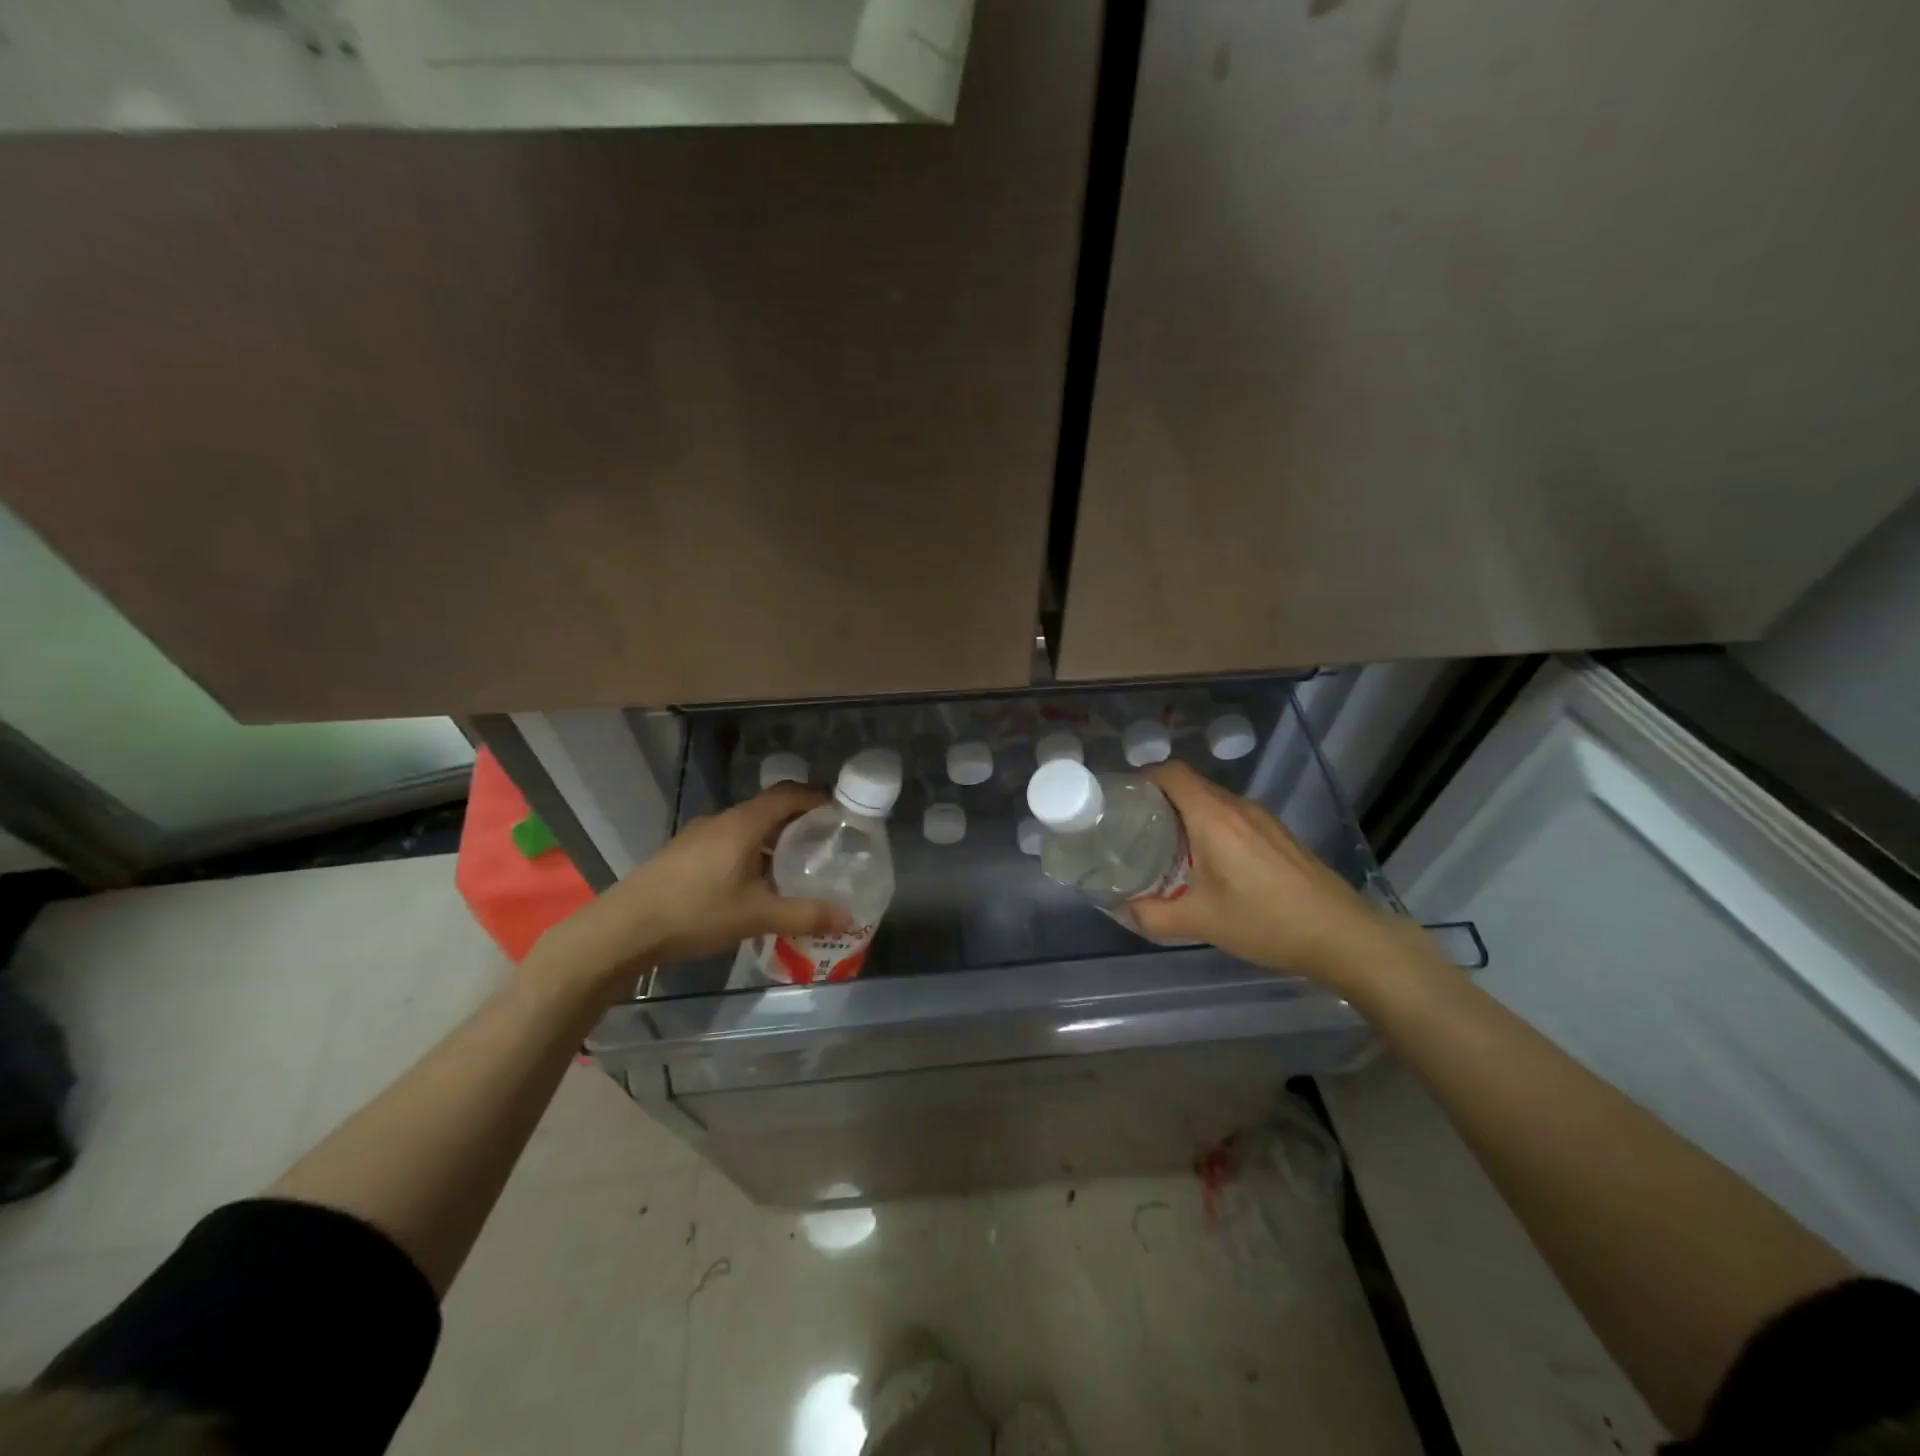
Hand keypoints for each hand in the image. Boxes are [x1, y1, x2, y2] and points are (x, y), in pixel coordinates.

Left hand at [529, 784, 851, 995]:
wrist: (623, 929)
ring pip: (746, 828)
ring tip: (793, 867)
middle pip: (768, 810)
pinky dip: (749, 853)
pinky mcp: (682, 854)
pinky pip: (727, 843)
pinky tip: (753, 885)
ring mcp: (697, 836)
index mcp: (743, 824)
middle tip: (825, 844)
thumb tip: (848, 917)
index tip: (841, 812)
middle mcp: (721, 821)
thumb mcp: (757, 916)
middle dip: (798, 823)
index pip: (788, 794)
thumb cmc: (696, 912)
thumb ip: (805, 915)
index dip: (817, 798)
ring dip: (771, 841)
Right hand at [1129, 762, 1405, 990]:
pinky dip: (1212, 829)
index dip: (1143, 778)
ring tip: (1167, 849)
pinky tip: (1210, 865)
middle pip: (1190, 786)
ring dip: (1187, 816)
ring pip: (1213, 803)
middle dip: (1159, 801)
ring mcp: (1263, 819)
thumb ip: (1152, 915)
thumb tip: (1122, 909)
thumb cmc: (1265, 921)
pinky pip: (1234, 818)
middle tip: (1135, 830)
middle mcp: (1238, 807)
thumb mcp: (1200, 922)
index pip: (1171, 773)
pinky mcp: (1279, 835)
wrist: (1341, 935)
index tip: (1122, 800)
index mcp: (1213, 817)